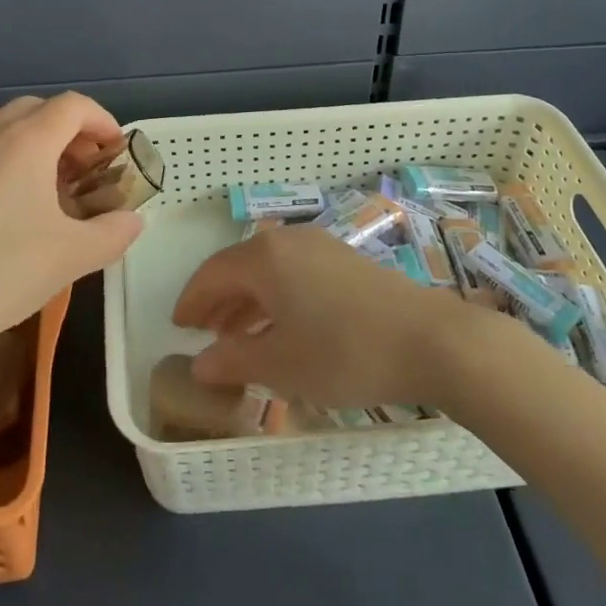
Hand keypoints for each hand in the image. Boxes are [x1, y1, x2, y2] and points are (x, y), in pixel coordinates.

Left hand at [0, 94, 143, 358]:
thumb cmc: (2, 271)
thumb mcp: (73, 256)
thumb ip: (113, 232)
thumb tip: (133, 220)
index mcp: (28, 141)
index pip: (74, 106)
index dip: (103, 121)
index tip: (117, 152)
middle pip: (42, 109)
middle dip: (72, 129)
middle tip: (89, 168)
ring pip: (13, 127)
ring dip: (43, 143)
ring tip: (59, 189)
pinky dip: (16, 158)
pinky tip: (22, 208)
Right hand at [172, 225, 490, 407]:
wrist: (428, 339)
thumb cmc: (343, 351)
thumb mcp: (281, 365)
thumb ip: (234, 360)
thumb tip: (199, 364)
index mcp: (264, 257)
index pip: (212, 273)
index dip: (191, 300)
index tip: (177, 326)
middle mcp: (288, 241)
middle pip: (240, 268)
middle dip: (218, 301)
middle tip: (202, 333)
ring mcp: (320, 247)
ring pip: (269, 271)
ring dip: (247, 302)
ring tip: (236, 338)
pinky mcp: (345, 262)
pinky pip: (295, 275)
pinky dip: (277, 299)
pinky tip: (282, 330)